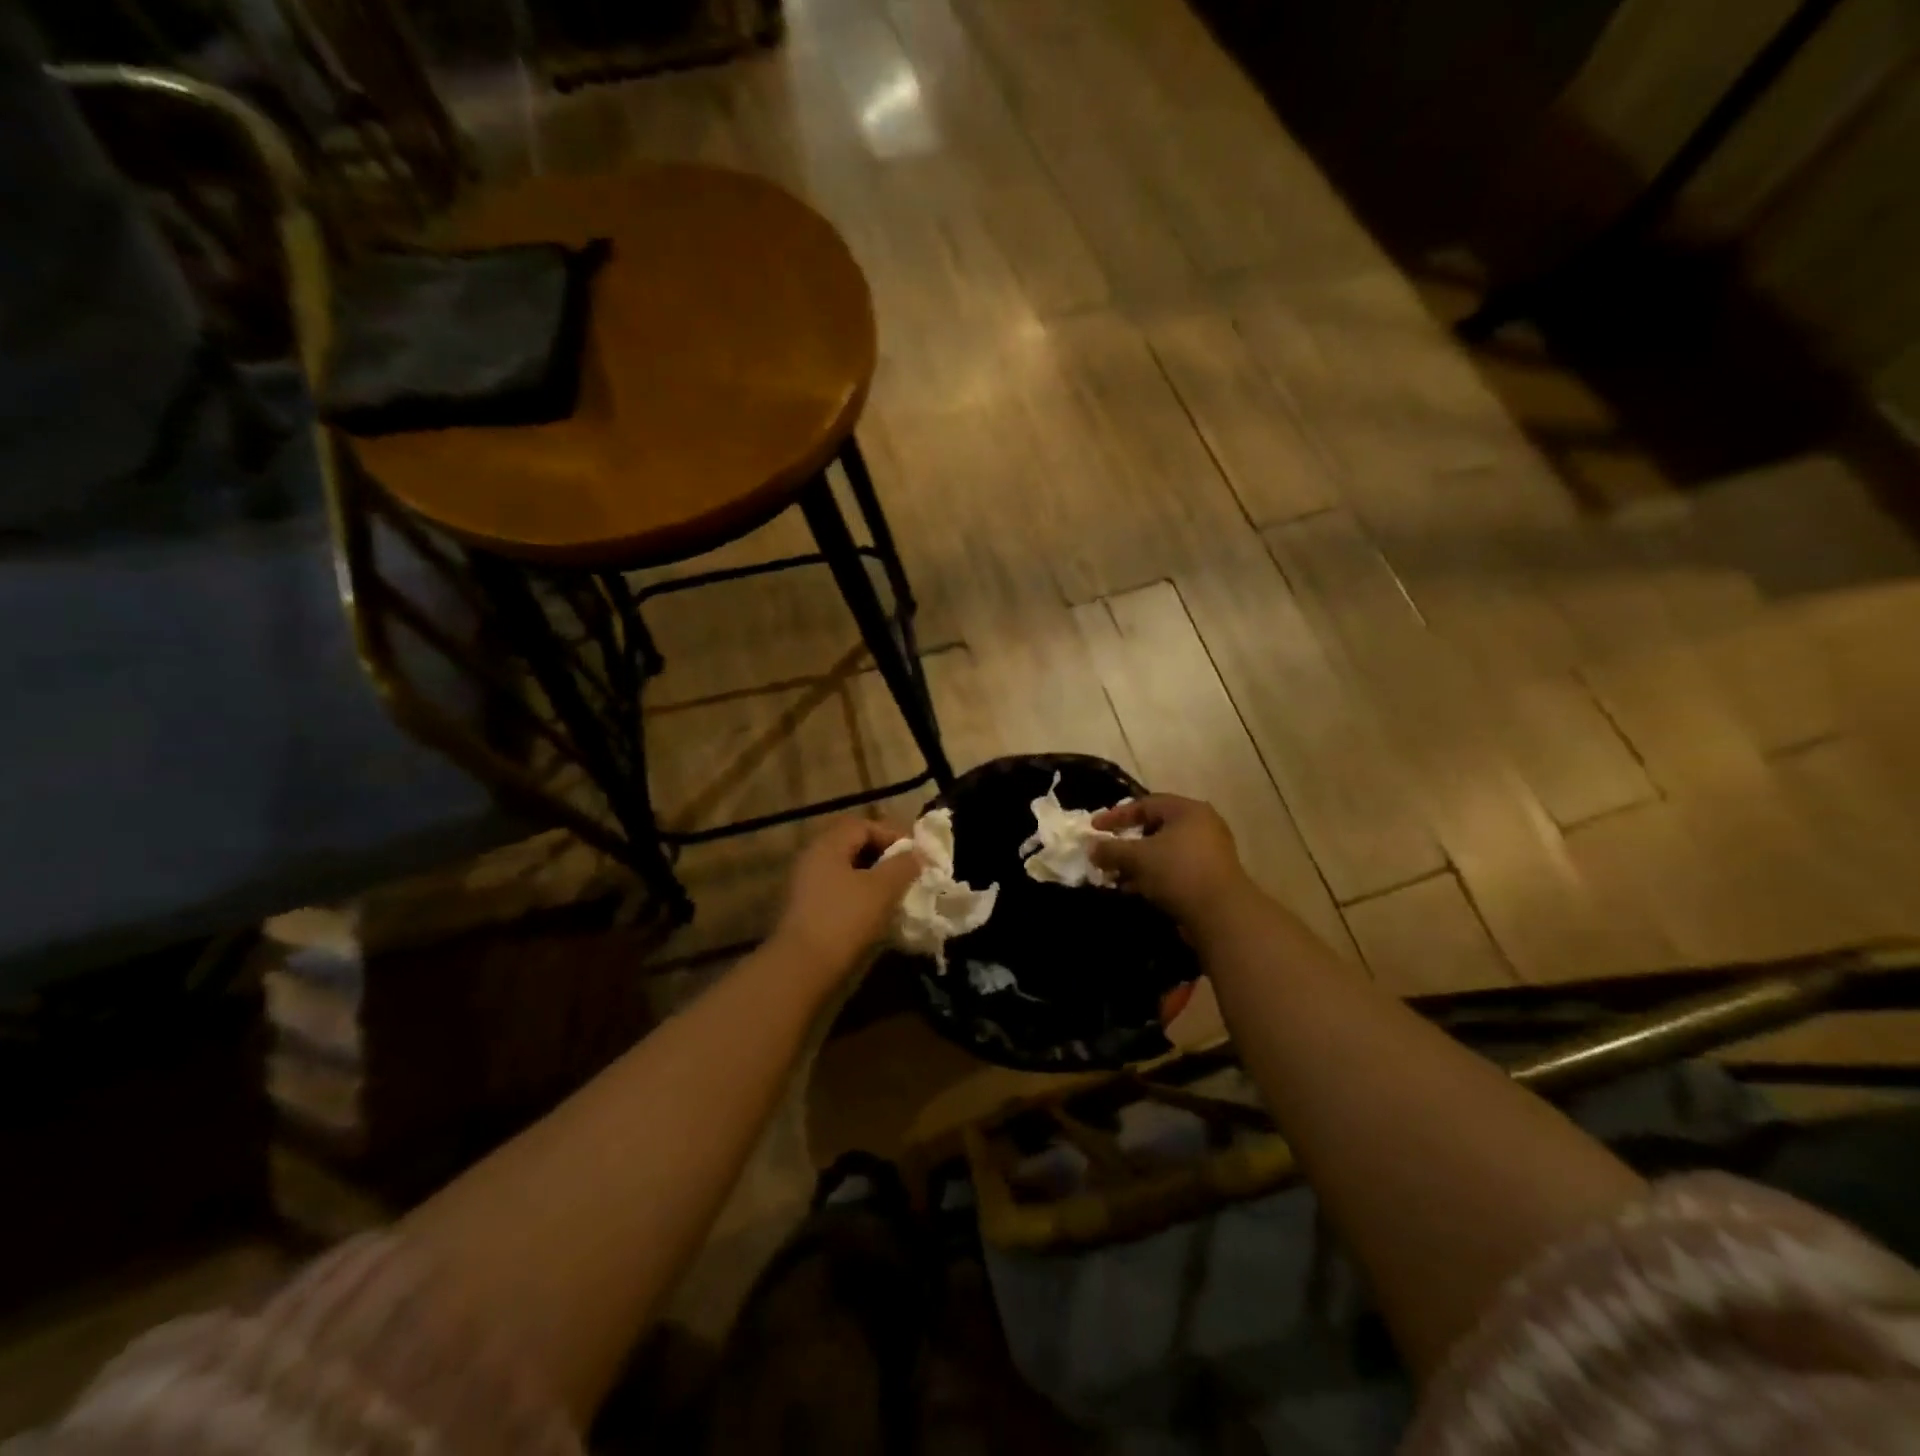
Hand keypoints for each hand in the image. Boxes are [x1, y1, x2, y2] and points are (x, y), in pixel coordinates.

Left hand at [770, 816, 923, 985]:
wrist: (802, 968)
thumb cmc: (845, 919)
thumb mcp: (883, 889)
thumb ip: (903, 866)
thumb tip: (916, 855)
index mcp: (828, 845)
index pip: (863, 825)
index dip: (893, 834)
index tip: (916, 855)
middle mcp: (812, 859)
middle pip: (853, 847)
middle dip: (884, 857)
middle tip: (907, 873)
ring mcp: (805, 886)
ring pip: (846, 872)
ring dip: (873, 880)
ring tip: (896, 896)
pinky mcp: (805, 912)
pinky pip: (838, 893)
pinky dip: (859, 897)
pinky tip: (876, 915)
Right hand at [1090, 795, 1255, 931]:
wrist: (1222, 914)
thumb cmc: (1178, 872)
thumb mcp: (1137, 857)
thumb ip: (1111, 849)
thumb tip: (1090, 847)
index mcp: (1187, 810)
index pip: (1145, 804)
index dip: (1116, 815)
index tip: (1094, 829)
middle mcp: (1202, 825)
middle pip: (1155, 827)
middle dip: (1127, 842)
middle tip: (1106, 853)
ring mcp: (1209, 852)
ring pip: (1164, 851)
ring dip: (1138, 863)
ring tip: (1116, 876)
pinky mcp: (1210, 877)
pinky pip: (1174, 869)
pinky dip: (1153, 875)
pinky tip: (1135, 890)